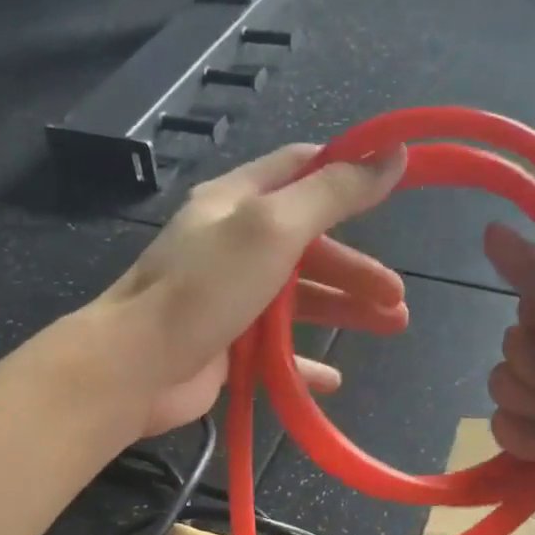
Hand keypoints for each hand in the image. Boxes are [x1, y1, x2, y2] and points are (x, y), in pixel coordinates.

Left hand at [100, 144, 408, 437]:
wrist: (137, 366)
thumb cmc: (205, 287)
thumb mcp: (272, 227)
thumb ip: (332, 194)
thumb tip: (393, 155)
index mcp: (236, 202)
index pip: (298, 169)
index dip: (346, 173)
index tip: (394, 184)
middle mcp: (232, 244)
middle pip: (308, 245)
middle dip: (356, 268)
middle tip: (398, 296)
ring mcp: (228, 299)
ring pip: (299, 300)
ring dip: (344, 310)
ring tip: (392, 326)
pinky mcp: (226, 347)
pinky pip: (276, 351)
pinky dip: (306, 363)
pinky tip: (334, 379)